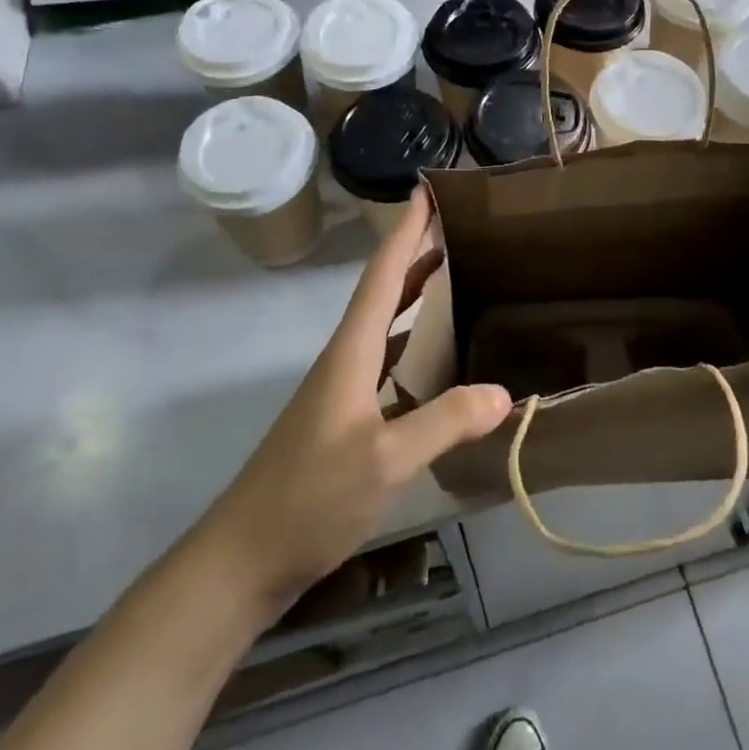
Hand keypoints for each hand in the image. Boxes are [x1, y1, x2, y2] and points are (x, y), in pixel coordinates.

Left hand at [204, 190, 512, 610]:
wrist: (242, 559)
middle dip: (416, 253)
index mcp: (351, 352)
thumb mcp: (385, 460)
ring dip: (416, 294)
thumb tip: (505, 392)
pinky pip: (388, 360)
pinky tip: (439, 357)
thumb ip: (445, 421)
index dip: (405, 231)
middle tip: (457, 226)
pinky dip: (414, 342)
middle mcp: (346, 359)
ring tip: (456, 275)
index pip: (383, 276)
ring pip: (386, 325)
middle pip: (384, 291)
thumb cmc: (309, 498)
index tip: (426, 191)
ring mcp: (342, 389)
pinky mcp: (345, 418)